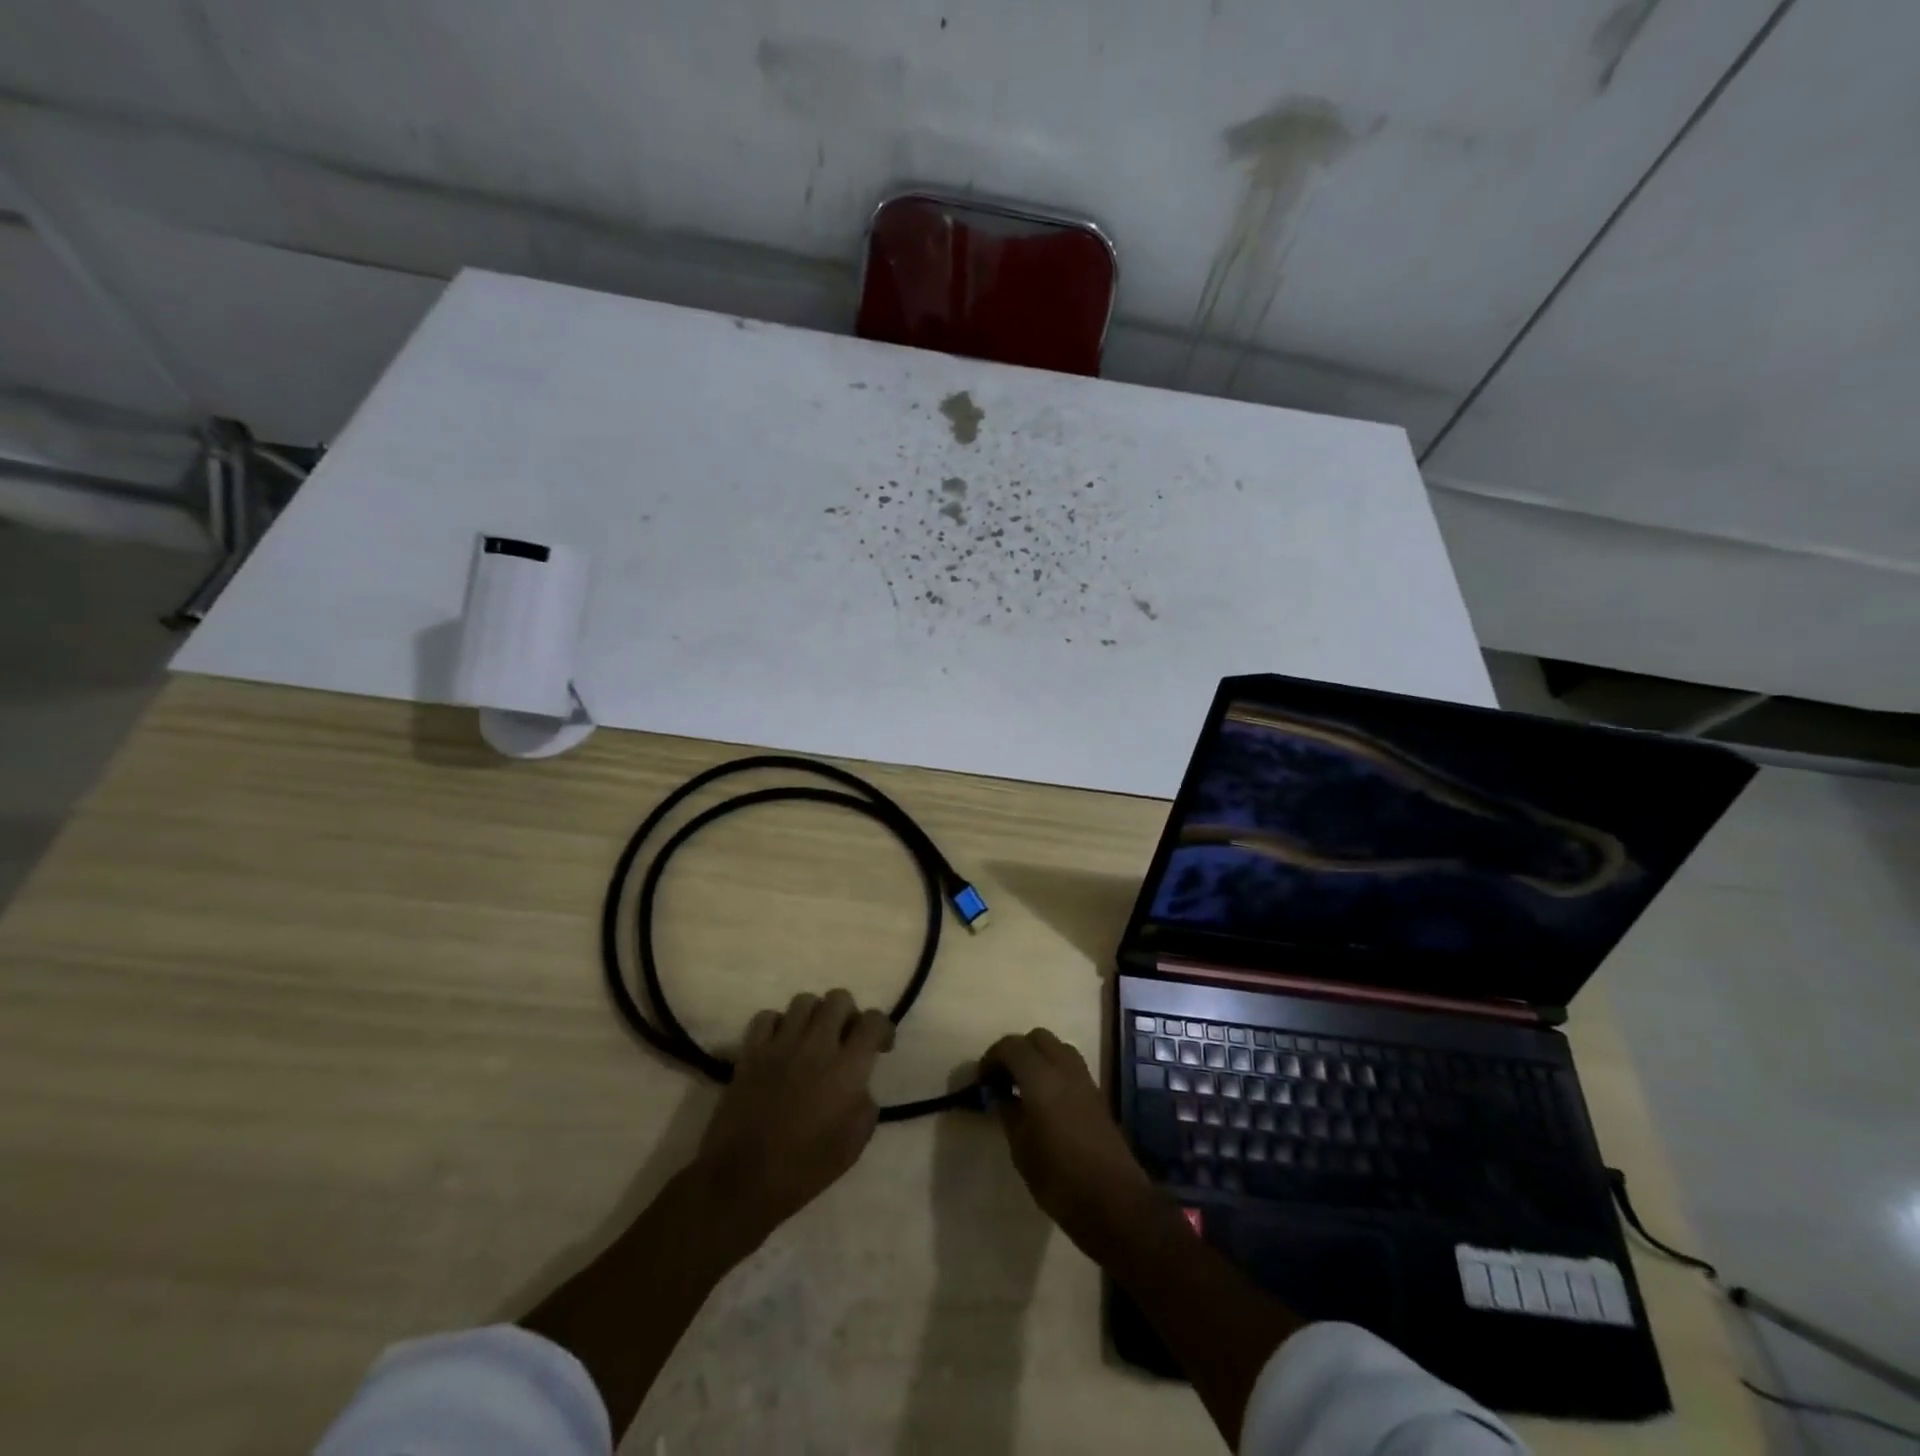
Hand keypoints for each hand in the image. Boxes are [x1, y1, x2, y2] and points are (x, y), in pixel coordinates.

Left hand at [691, 989, 894, 1250]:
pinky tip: (780, 1045)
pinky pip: (767, 1017)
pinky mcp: (751, 1051)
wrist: (742, 1181)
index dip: (883, 1027)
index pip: (873, 1021)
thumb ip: (865, 1104)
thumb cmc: (804, 1169)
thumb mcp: (854, 1144)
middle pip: (838, 998)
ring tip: (812, 1038)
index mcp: (847, 1068)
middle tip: (845, 1038)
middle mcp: (816, 1045)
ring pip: (804, 1001)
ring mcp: (780, 1044)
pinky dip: (777, 1025)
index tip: (881, 1046)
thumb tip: (860, 1085)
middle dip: (848, 1014)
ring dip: (814, 1016)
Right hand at [982, 1028, 1156, 1257]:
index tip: (982, 1080)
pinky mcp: (1097, 1096)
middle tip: (1002, 1079)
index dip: (992, 1057)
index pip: (1012, 1046)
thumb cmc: (1059, 1178)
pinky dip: (1053, 1071)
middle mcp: (1065, 1069)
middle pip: (1038, 1038)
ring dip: (1038, 1058)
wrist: (1113, 1201)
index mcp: (1041, 1078)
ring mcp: (1085, 1080)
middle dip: (1017, 1051)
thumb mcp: (1021, 1148)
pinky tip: (1045, 1101)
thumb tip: (999, 1094)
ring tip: (1023, 1088)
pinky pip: (1071, 1067)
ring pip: (1058, 1048)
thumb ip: (1008, 1112)